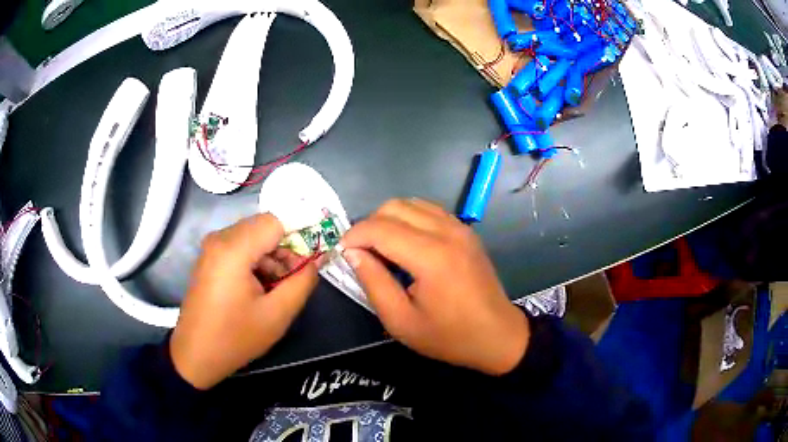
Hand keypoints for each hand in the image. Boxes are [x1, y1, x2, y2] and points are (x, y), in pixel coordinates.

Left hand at [170, 214, 318, 389]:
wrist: (196, 354)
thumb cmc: (235, 338)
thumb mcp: (277, 314)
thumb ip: (302, 281)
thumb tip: (314, 260)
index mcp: (234, 249)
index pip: (276, 221)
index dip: (299, 236)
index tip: (311, 260)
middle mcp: (220, 238)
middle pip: (264, 227)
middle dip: (285, 249)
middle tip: (294, 280)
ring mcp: (212, 247)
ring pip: (254, 237)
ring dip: (271, 257)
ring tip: (277, 289)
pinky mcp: (210, 257)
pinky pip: (241, 246)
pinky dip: (256, 261)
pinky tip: (259, 288)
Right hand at [341, 199, 528, 374]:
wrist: (497, 335)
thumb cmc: (448, 336)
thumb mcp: (401, 321)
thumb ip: (373, 283)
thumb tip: (352, 253)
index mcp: (431, 257)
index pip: (380, 228)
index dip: (354, 236)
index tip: (341, 252)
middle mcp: (447, 232)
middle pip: (394, 207)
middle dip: (369, 225)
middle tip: (361, 252)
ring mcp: (459, 227)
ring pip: (411, 203)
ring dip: (388, 219)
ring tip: (381, 248)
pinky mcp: (466, 230)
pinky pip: (428, 210)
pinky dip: (408, 218)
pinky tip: (405, 243)